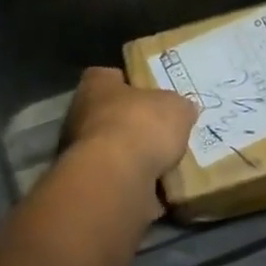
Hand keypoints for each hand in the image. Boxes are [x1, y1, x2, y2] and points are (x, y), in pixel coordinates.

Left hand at [63, 68, 197, 189]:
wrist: (116, 178)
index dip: (129, 82)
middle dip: (133, 123)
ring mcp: (80, 153)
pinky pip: (117, 180)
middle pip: (109, 114)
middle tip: (162, 130)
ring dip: (133, 157)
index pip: (108, 76)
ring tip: (166, 162)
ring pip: (112, 150)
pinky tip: (158, 188)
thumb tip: (184, 109)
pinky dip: (134, 183)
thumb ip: (179, 106)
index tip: (150, 92)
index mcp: (95, 86)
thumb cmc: (141, 125)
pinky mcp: (89, 184)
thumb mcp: (175, 108)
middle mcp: (80, 115)